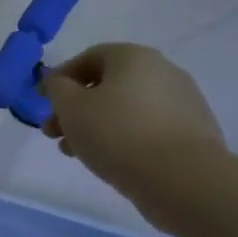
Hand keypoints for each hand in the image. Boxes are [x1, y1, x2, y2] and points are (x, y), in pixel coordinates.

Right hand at [41, 43, 225, 200]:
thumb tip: (60, 82)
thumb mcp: (71, 107)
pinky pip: (148, 128)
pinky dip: (125, 138)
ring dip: (97, 125)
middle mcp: (163, 70)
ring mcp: (183, 101)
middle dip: (76, 108)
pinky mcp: (194, 132)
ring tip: (77, 153)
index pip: (88, 58)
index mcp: (133, 57)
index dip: (60, 79)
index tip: (43, 103)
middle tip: (55, 134)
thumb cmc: (117, 134)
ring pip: (126, 108)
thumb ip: (57, 88)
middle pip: (107, 85)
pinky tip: (111, 160)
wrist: (182, 179)